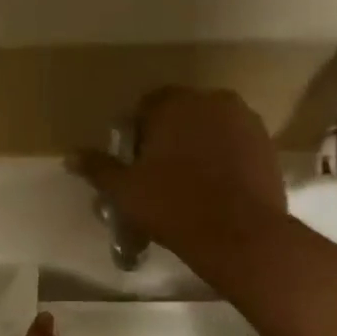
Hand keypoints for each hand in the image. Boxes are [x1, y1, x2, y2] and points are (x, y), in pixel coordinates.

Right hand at [69, 88, 287, 266]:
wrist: (240, 234)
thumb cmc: (173, 207)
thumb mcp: (125, 192)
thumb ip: (98, 168)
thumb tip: (69, 156)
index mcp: (175, 104)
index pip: (146, 107)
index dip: (135, 135)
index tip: (134, 165)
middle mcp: (213, 100)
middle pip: (180, 115)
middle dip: (167, 139)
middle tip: (158, 177)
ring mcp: (245, 121)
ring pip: (209, 129)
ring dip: (196, 148)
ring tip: (187, 185)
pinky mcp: (266, 145)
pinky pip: (234, 145)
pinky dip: (222, 160)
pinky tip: (214, 190)